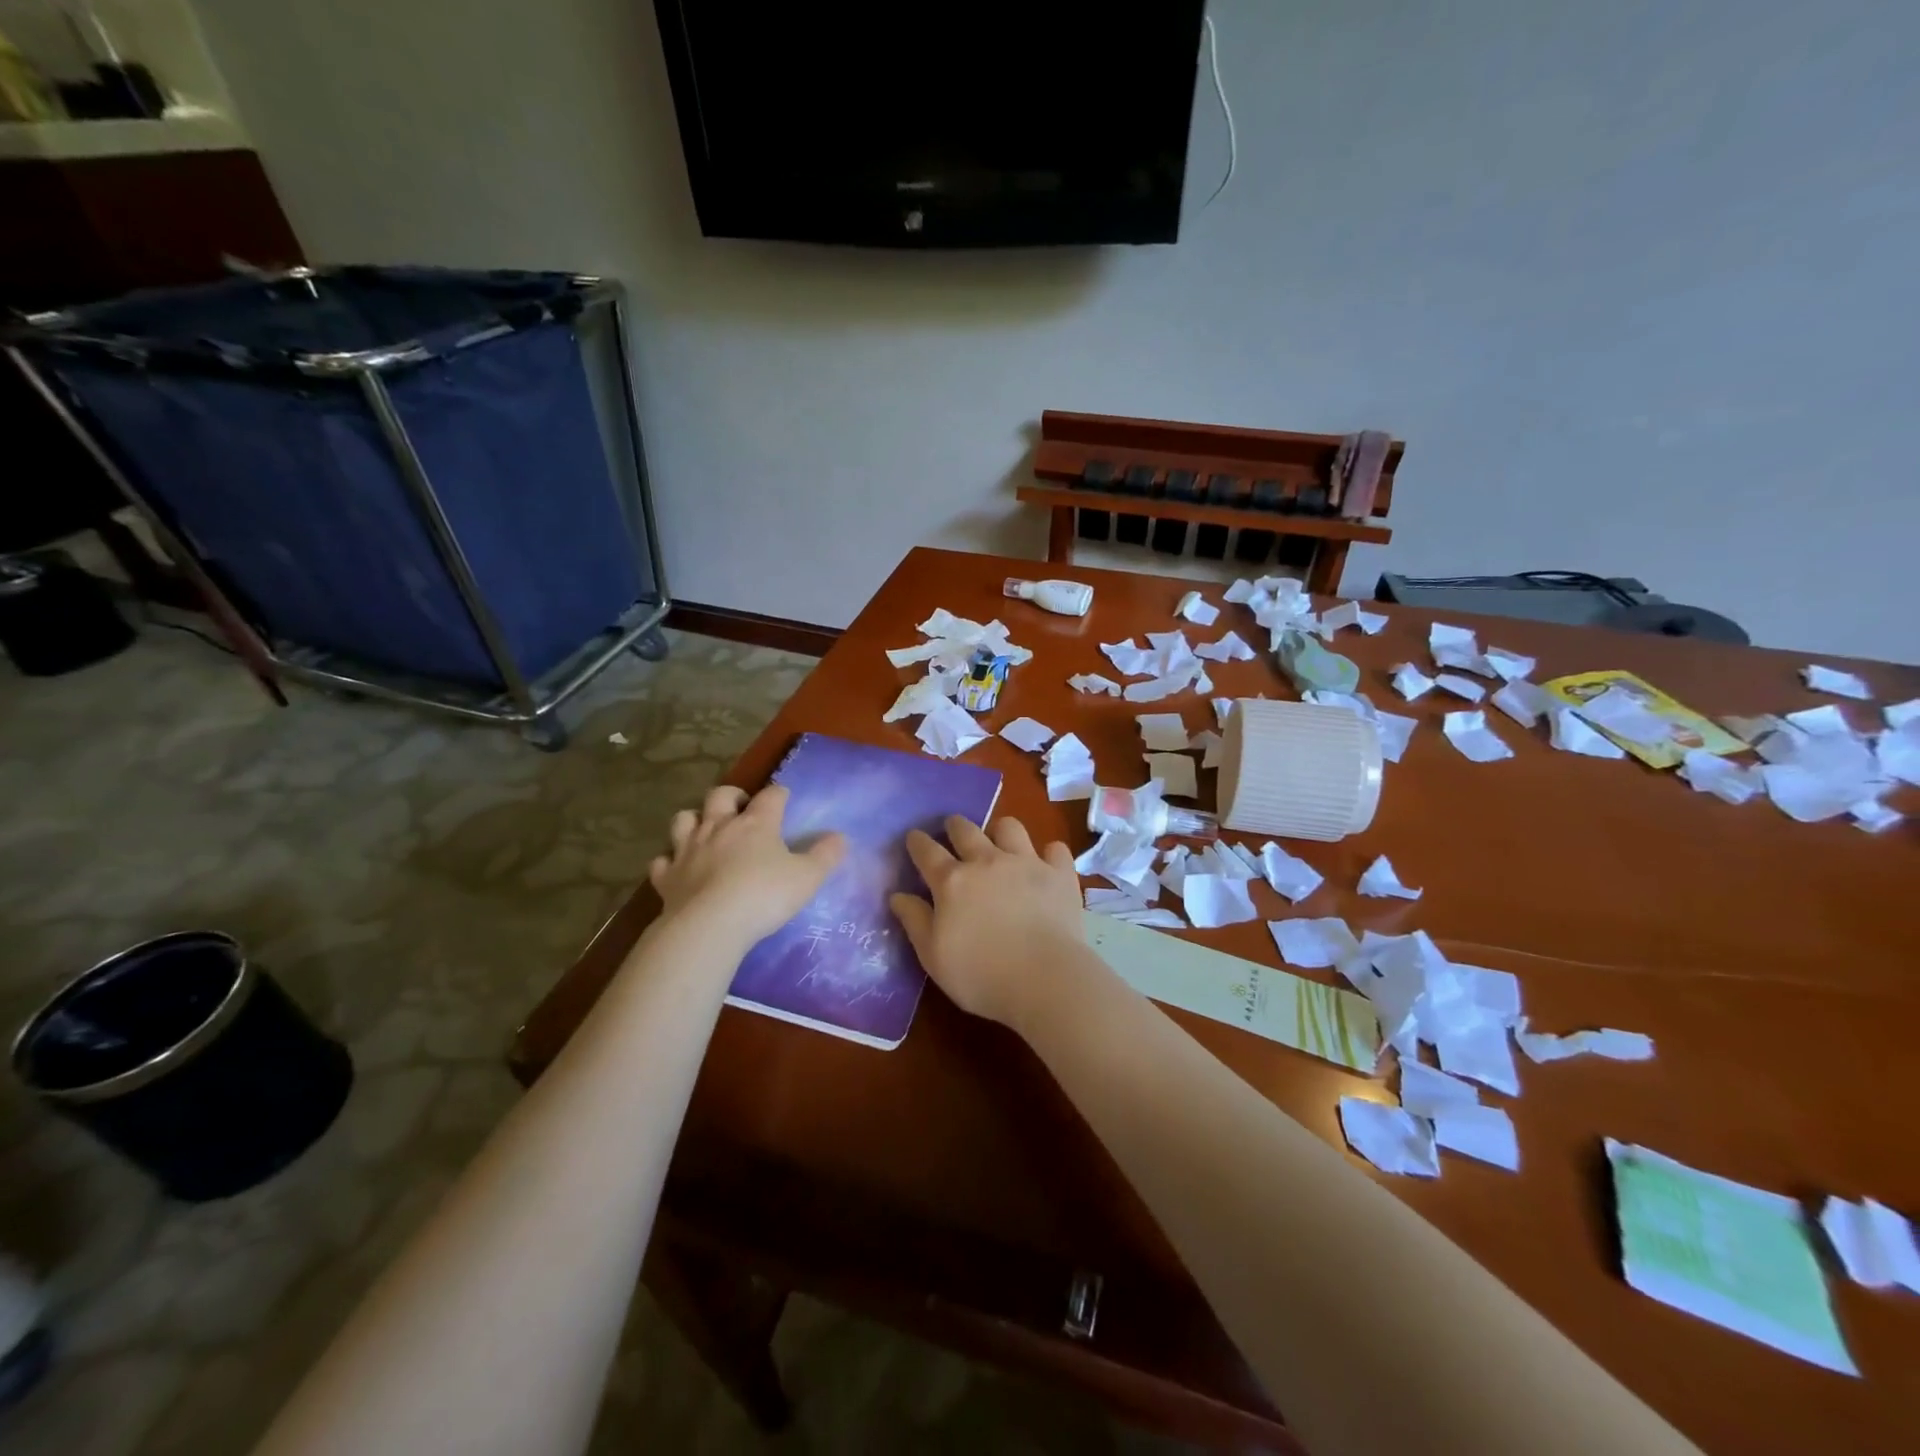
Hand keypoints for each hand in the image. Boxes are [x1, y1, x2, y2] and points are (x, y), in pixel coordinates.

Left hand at [650, 784, 845, 945]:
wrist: (710, 925)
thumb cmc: (764, 896)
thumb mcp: (807, 878)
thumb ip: (825, 856)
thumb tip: (840, 837)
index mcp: (757, 823)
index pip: (771, 795)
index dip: (779, 793)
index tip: (784, 797)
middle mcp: (720, 827)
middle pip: (720, 795)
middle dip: (731, 796)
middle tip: (741, 809)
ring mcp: (688, 849)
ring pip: (683, 819)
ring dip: (694, 820)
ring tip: (704, 830)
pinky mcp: (666, 876)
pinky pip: (662, 860)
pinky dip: (669, 860)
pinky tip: (677, 867)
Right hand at [889, 815, 1084, 1028]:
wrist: (1045, 979)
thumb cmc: (980, 975)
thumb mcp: (933, 956)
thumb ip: (914, 921)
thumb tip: (897, 895)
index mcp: (952, 881)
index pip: (927, 851)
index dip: (917, 842)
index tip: (914, 837)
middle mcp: (987, 861)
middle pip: (965, 829)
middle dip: (954, 826)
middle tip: (952, 830)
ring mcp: (1026, 863)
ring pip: (1009, 827)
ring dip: (1000, 831)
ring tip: (999, 842)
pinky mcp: (1059, 874)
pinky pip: (1054, 849)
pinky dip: (1048, 853)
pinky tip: (1046, 864)